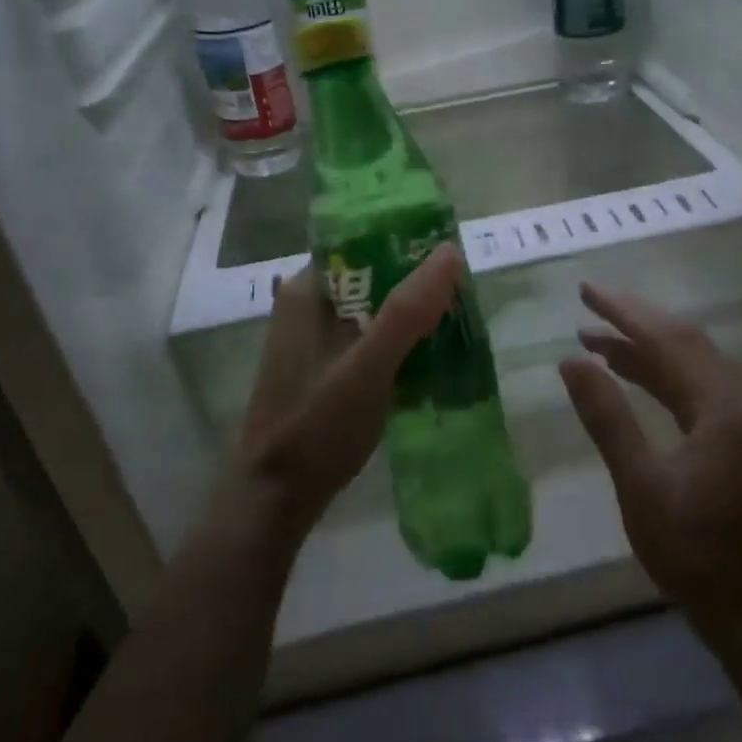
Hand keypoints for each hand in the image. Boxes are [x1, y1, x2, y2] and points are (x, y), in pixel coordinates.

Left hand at [229, 243, 463, 551]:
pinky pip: (370, 339)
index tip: (451, 256)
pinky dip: (399, 342)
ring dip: (411, 315)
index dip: (407, 244)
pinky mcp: (326, 368)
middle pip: (372, 277)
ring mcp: (315, 339)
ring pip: (374, 310)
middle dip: (416, 284)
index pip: (362, 244)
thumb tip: (448, 253)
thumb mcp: (367, 367)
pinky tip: (431, 356)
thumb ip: (406, 312)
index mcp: (308, 291)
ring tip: (458, 321)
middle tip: (465, 294)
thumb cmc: (317, 426)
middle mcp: (308, 306)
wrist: (277, 497)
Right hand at [559, 284, 741, 641]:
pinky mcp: (740, 437)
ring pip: (690, 364)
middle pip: (684, 342)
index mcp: (725, 406)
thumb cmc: (693, 551)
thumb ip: (607, 417)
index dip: (625, 312)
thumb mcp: (641, 484)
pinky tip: (628, 373)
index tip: (586, 291)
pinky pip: (695, 389)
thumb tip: (571, 361)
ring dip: (644, 348)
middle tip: (588, 301)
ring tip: (594, 337)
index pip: (669, 340)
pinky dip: (659, 376)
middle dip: (635, 319)